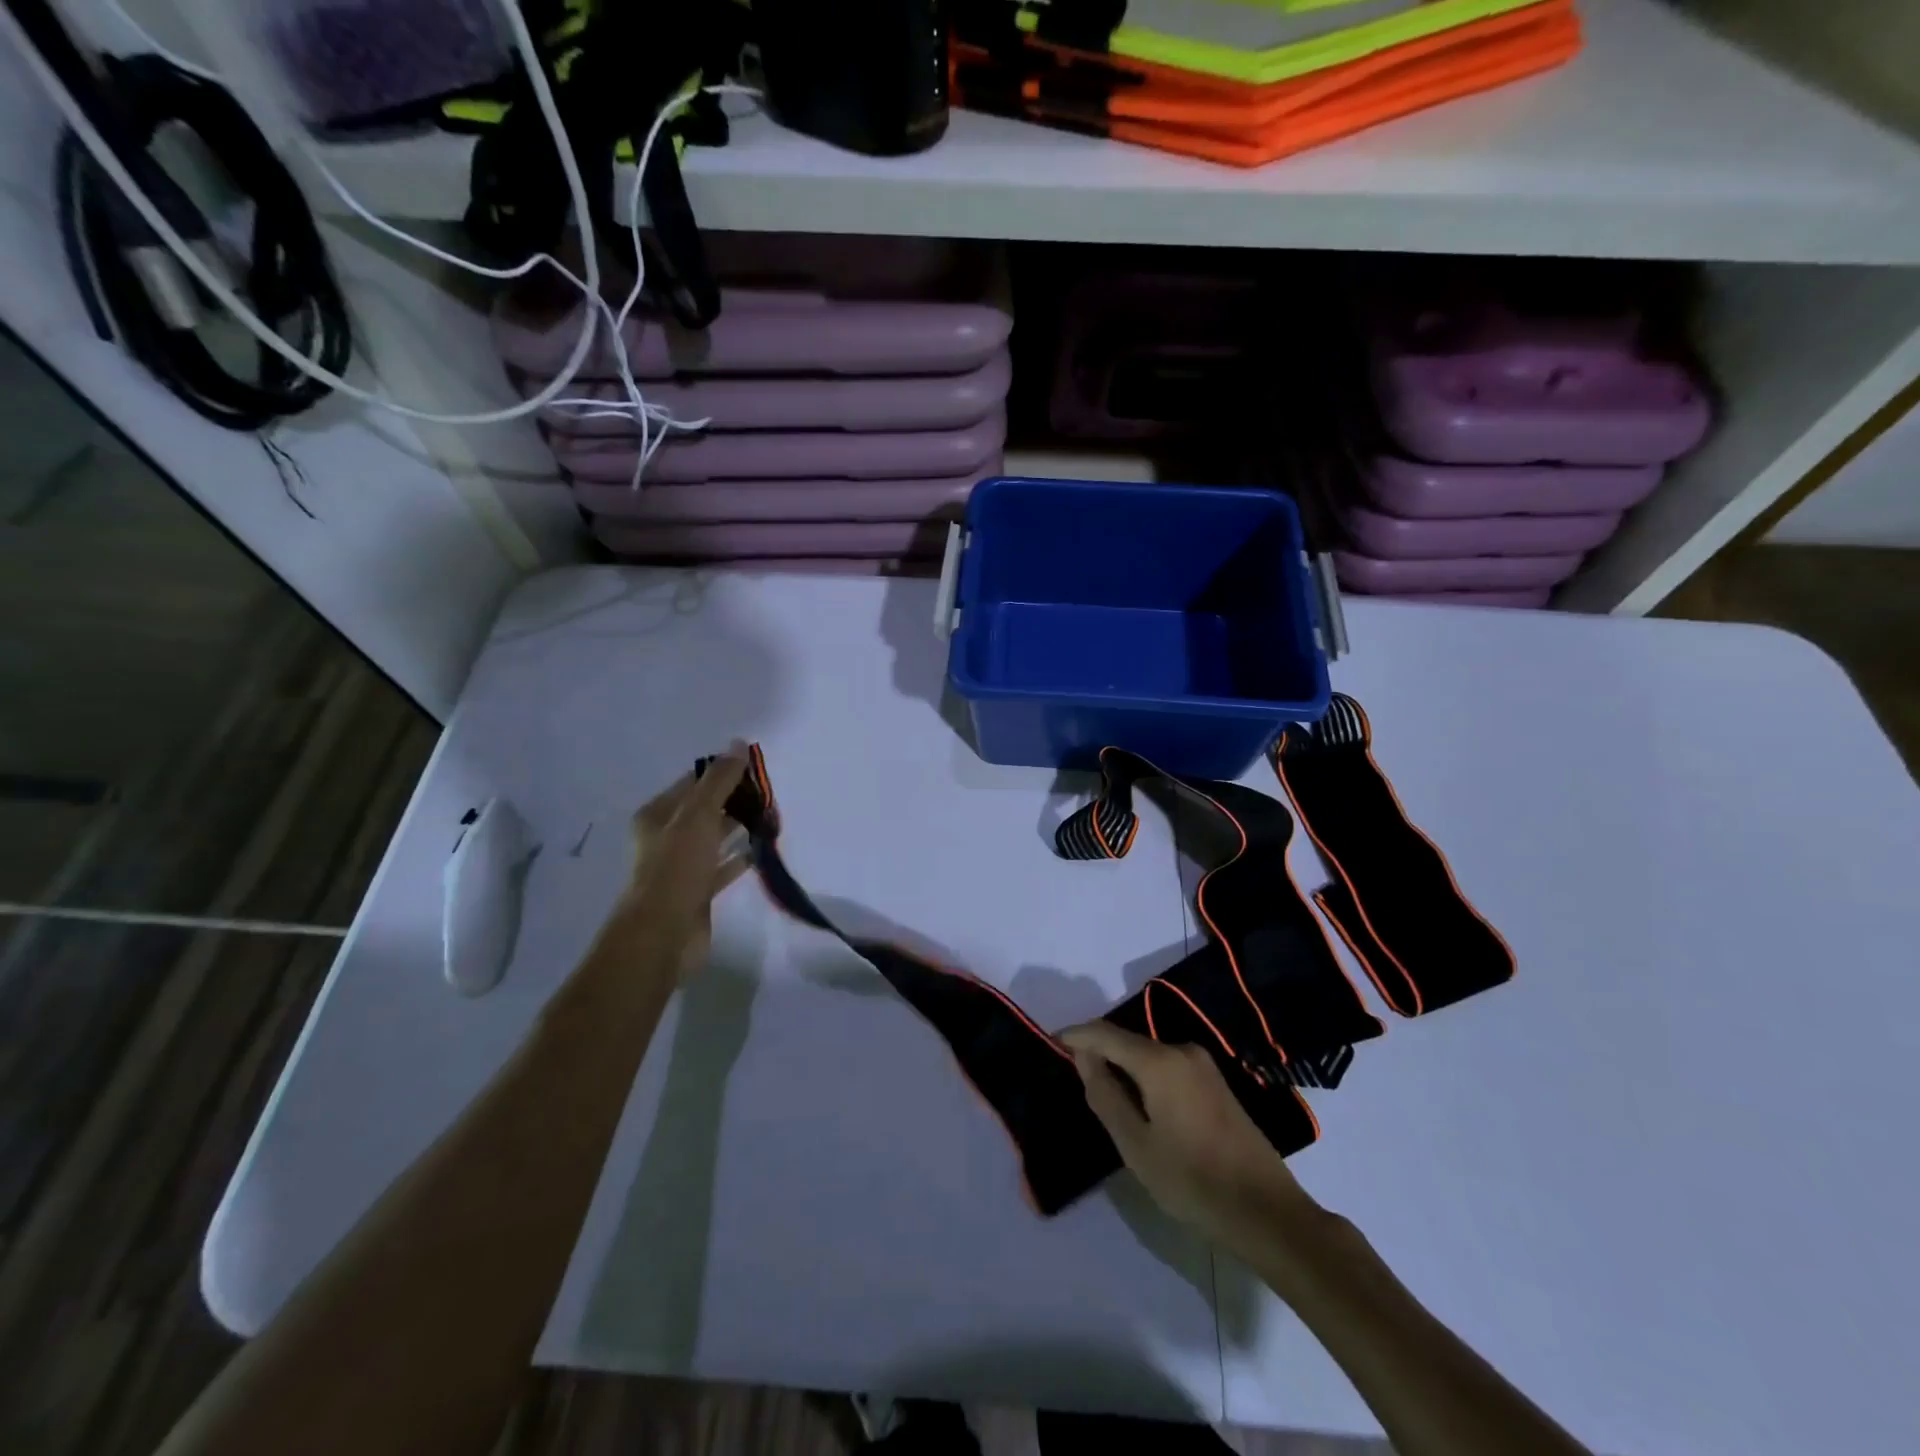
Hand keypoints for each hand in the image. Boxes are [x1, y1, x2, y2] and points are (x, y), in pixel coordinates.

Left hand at [608, 747, 752, 981]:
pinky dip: (741, 857)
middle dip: (735, 799)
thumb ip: (719, 781)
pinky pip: (723, 866)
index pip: (694, 782)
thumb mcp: (698, 816)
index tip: (756, 767)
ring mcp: (682, 866)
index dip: (723, 772)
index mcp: (658, 815)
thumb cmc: (676, 869)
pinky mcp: (698, 891)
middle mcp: (666, 837)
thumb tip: (737, 744)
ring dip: (740, 826)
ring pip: (716, 837)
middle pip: (706, 809)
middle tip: (770, 793)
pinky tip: (763, 849)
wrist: (663, 935)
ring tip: (772, 817)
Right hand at [1061, 1021, 1320, 1259]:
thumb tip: (1084, 1058)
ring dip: (1122, 1067)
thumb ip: (1105, 1096)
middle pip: (1127, 1041)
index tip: (1050, 1043)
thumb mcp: (1136, 1146)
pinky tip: (1137, 1104)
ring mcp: (1203, 1065)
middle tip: (1072, 1075)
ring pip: (1147, 1055)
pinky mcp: (1215, 1083)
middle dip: (1098, 1052)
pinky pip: (1167, 1067)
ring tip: (1100, 1092)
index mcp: (1159, 1061)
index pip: (1104, 1034)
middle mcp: (1181, 1050)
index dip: (1075, 1036)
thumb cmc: (1193, 1181)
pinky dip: (1144, 1077)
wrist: (1268, 1212)